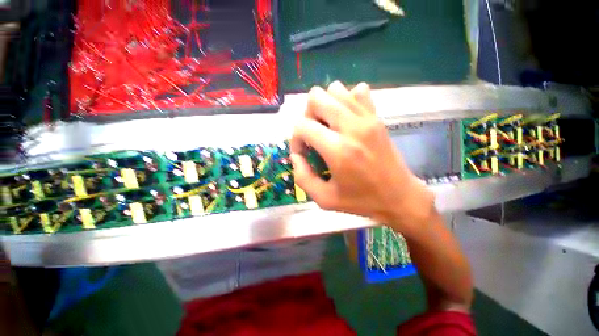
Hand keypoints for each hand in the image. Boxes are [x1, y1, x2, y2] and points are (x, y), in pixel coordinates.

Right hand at [290, 81, 434, 228]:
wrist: (399, 196)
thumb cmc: (361, 201)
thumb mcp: (324, 199)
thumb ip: (302, 177)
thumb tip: (296, 155)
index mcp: (338, 150)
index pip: (302, 126)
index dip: (296, 139)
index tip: (303, 152)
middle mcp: (352, 127)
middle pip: (316, 97)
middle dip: (308, 116)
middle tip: (314, 136)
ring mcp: (367, 118)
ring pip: (335, 89)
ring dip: (325, 107)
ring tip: (328, 127)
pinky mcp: (376, 117)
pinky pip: (358, 91)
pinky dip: (346, 101)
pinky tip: (346, 120)